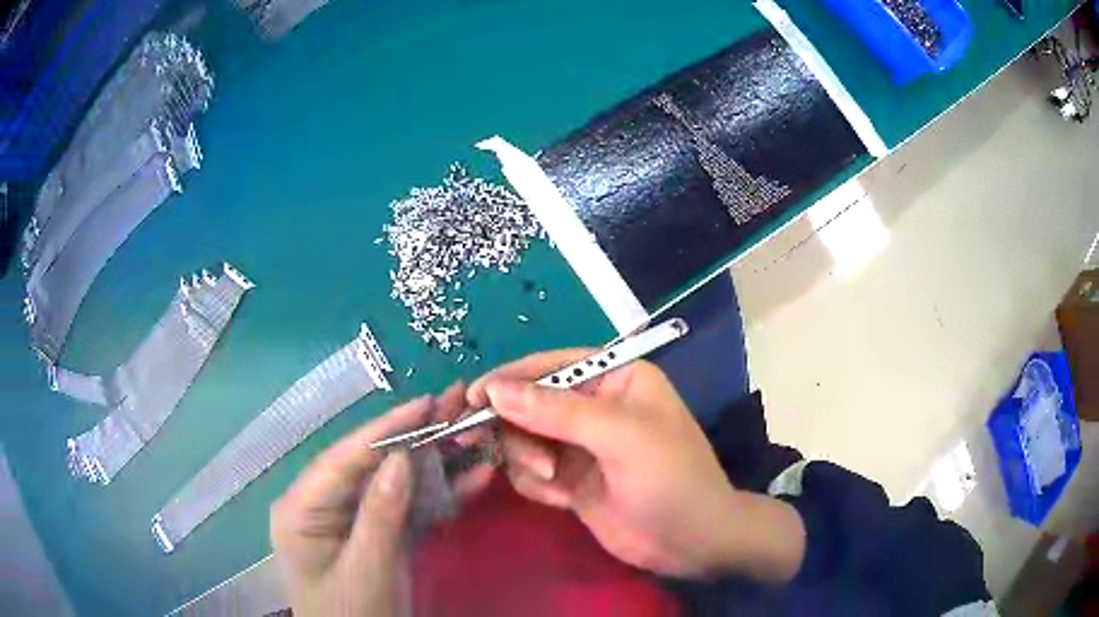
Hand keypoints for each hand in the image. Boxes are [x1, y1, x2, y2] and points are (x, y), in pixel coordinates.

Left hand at [271, 383, 481, 616]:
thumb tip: (401, 456)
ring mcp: (352, 520)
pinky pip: (407, 508)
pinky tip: (471, 477)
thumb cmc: (353, 616)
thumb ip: (381, 513)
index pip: (342, 459)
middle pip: (370, 464)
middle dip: (414, 437)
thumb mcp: (367, 570)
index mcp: (301, 509)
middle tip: (454, 403)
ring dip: (433, 462)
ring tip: (469, 432)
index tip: (425, 403)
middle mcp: (322, 505)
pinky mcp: (378, 534)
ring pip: (394, 482)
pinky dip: (438, 495)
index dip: (384, 430)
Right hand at [468, 350, 804, 580]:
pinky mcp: (572, 480)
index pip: (552, 366)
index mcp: (616, 380)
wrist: (692, 543)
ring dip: (526, 458)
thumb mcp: (619, 436)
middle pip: (530, 403)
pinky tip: (558, 498)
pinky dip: (534, 483)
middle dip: (514, 426)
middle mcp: (595, 407)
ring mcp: (581, 446)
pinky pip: (531, 472)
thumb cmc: (669, 478)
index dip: (510, 378)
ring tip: (551, 479)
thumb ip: (555, 411)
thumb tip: (495, 389)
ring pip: (524, 439)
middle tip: (479, 440)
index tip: (473, 396)